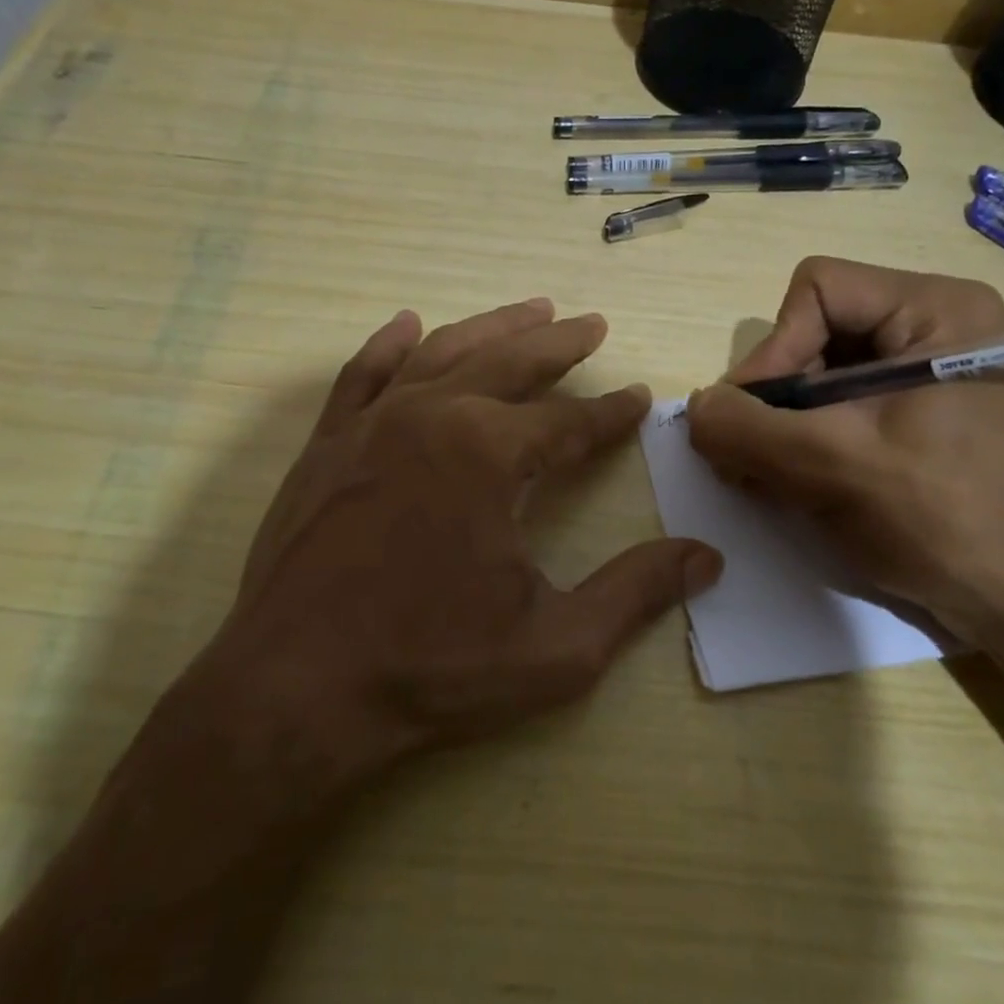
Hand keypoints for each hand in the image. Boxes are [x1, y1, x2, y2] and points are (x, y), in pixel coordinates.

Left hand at [188, 299, 723, 780]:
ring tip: (531, 310)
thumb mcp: (557, 646)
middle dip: (559, 343)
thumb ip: (636, 593)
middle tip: (592, 324)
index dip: (611, 413)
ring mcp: (371, 425)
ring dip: (492, 327)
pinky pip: (363, 375)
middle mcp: (431, 417)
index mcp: (489, 453)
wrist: (296, 693)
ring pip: (443, 352)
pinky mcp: (326, 446)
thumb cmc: (432, 670)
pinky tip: (409, 324)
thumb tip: (707, 557)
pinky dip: (390, 345)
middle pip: (510, 362)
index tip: (639, 399)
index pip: (569, 420)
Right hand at [686, 258, 1003, 649]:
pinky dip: (809, 441)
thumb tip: (694, 408)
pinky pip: (844, 408)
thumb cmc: (946, 521)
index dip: (774, 351)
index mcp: (936, 309)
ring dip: (784, 426)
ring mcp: (931, 374)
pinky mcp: (924, 417)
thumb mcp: (833, 467)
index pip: (816, 292)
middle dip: (775, 398)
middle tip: (748, 458)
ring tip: (767, 479)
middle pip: (815, 333)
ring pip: (822, 375)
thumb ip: (747, 429)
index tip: (754, 421)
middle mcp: (935, 327)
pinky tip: (797, 484)